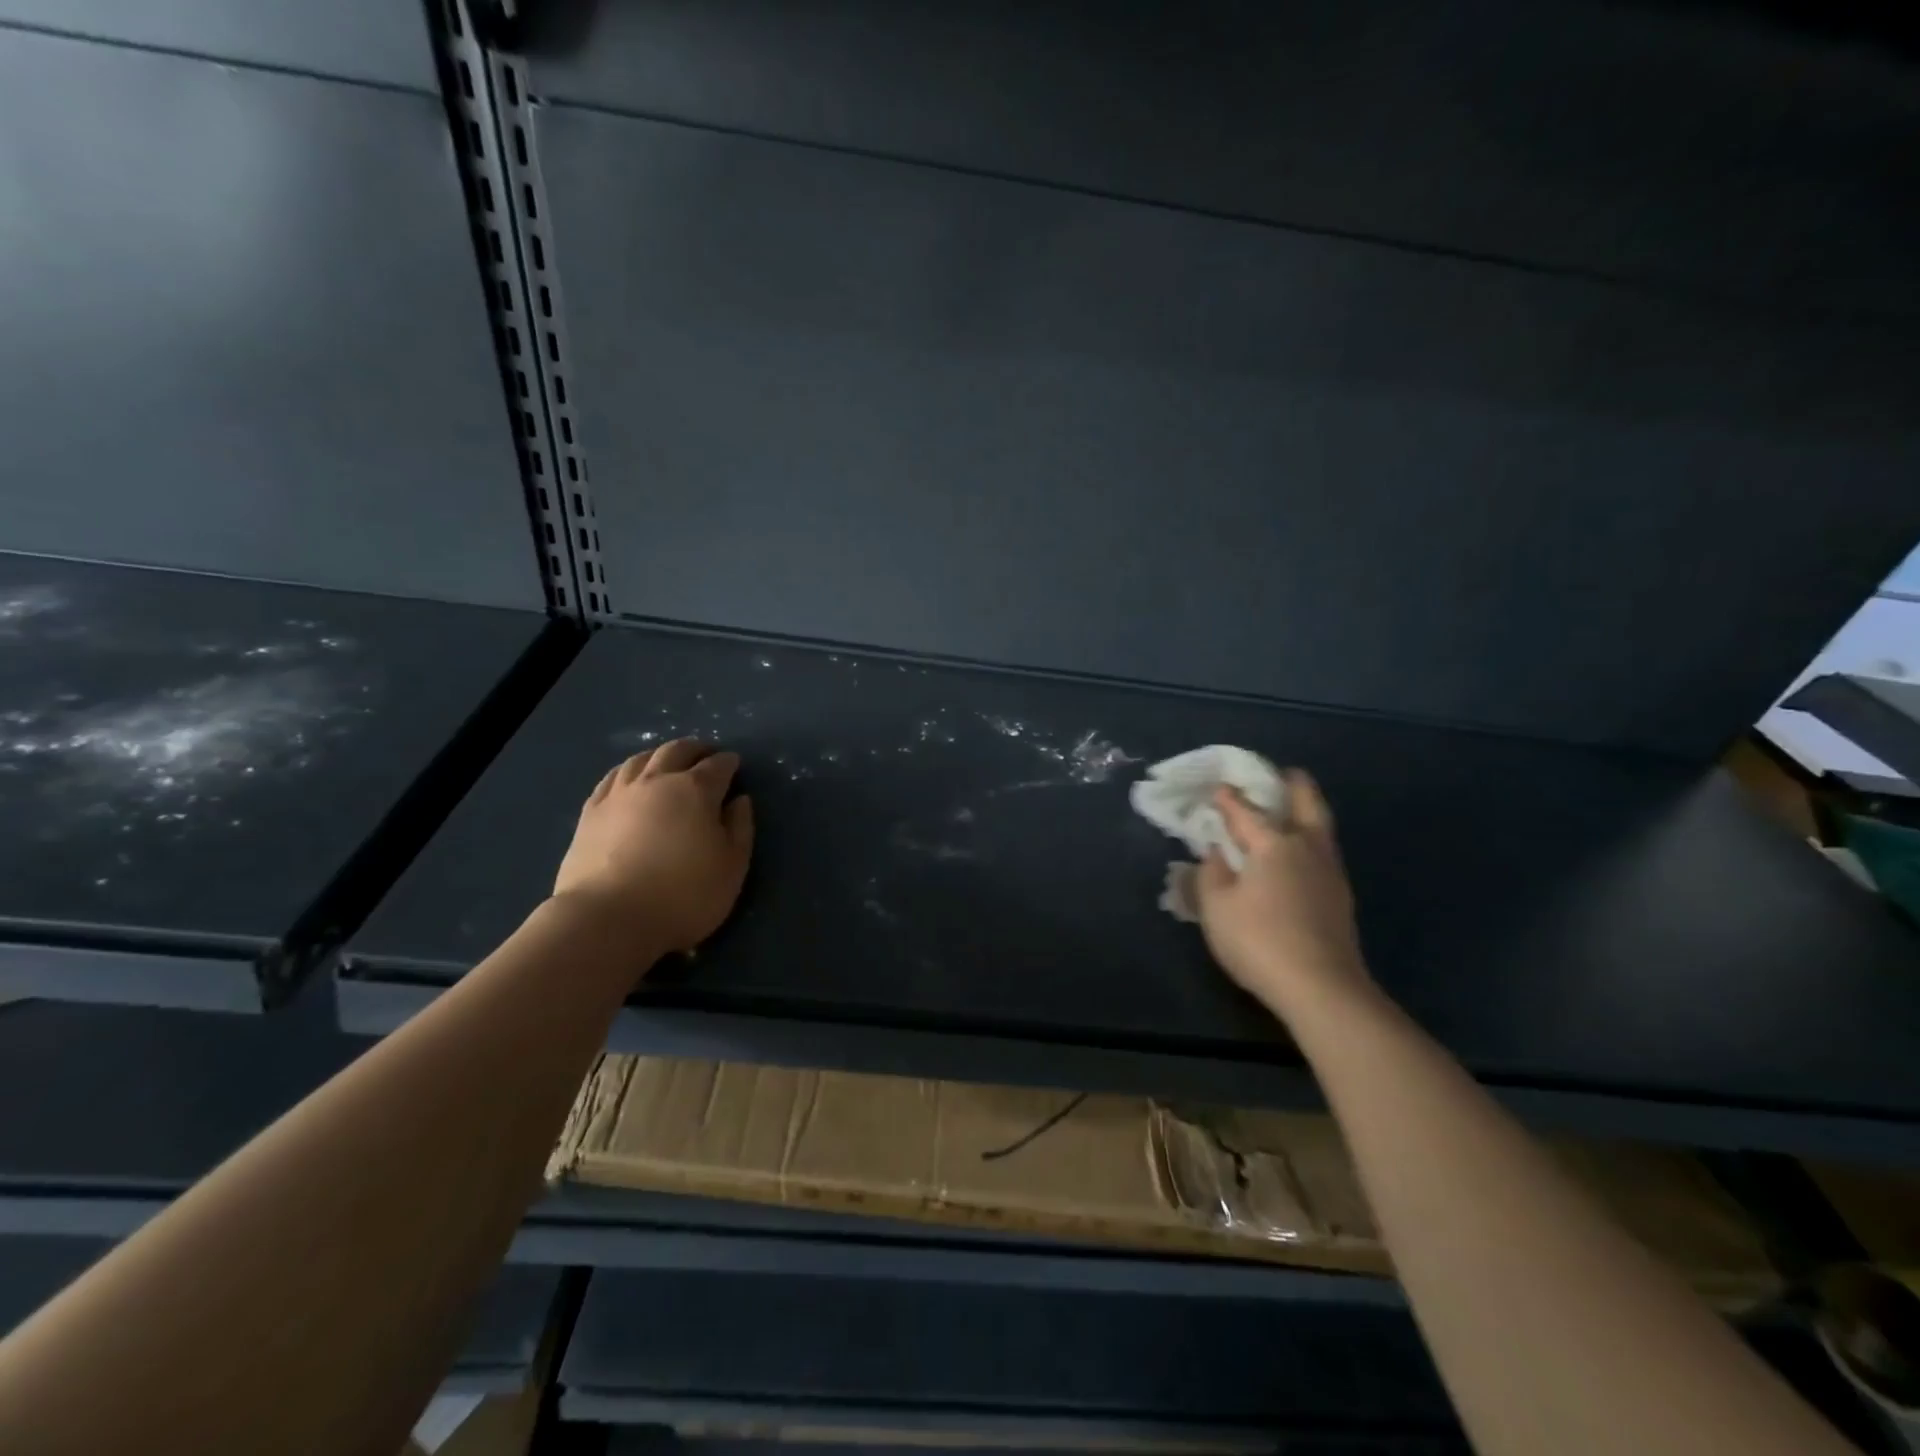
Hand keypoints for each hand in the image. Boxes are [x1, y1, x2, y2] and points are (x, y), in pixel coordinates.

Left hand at [552, 738, 754, 956]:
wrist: (608, 919)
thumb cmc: (683, 895)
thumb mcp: (732, 866)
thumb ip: (740, 828)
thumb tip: (739, 800)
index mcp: (695, 790)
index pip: (718, 766)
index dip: (729, 763)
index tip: (735, 764)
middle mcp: (657, 781)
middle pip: (677, 751)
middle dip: (696, 749)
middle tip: (705, 755)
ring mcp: (619, 794)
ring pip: (641, 759)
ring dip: (660, 755)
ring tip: (668, 762)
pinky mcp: (590, 813)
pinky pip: (612, 778)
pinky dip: (628, 771)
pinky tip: (629, 779)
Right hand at [1196, 771, 1370, 1017]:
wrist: (1321, 988)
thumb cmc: (1259, 940)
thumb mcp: (1215, 907)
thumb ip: (1211, 874)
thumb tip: (1216, 852)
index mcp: (1274, 844)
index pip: (1246, 812)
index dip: (1229, 800)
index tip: (1218, 788)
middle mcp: (1307, 849)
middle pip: (1307, 804)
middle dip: (1294, 785)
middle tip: (1285, 773)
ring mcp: (1330, 873)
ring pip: (1321, 829)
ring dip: (1307, 812)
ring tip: (1293, 810)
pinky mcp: (1341, 898)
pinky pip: (1324, 854)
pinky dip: (1311, 841)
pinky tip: (1299, 856)